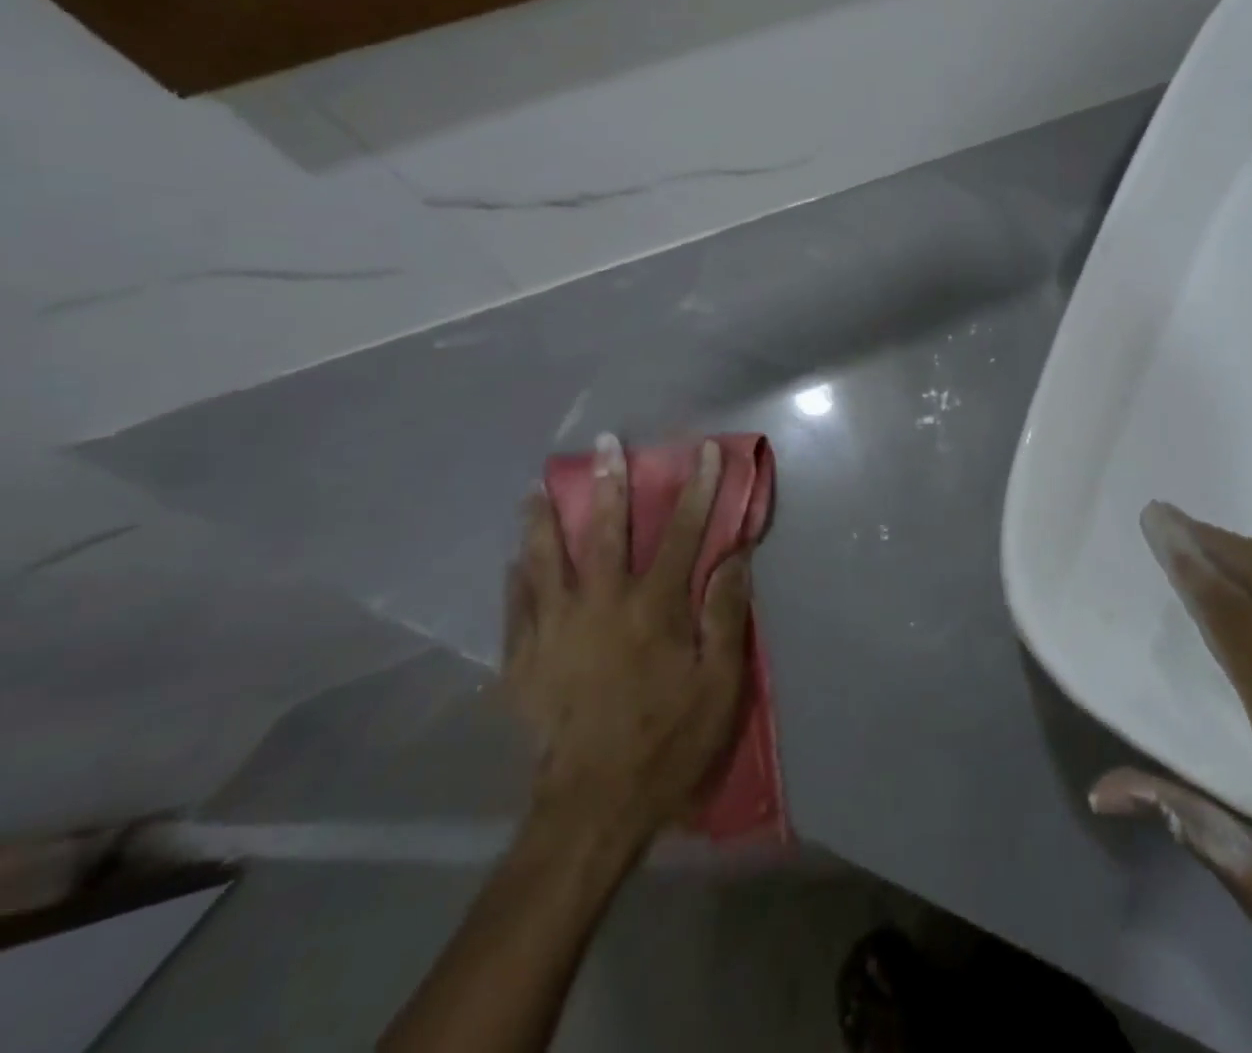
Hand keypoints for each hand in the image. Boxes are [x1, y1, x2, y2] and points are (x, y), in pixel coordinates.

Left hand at [504, 436, 749, 853]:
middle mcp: (601, 604)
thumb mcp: (721, 683)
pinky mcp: (523, 661)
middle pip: (606, 530)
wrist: (591, 809)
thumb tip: (734, 556)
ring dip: (544, 519)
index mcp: (654, 607)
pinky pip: (516, 605)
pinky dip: (518, 576)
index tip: (704, 450)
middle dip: (610, 482)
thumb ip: (726, 613)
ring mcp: (554, 630)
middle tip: (606, 444)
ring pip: (545, 559)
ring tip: (537, 489)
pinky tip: (515, 560)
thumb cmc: (669, 741)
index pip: (683, 532)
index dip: (698, 488)